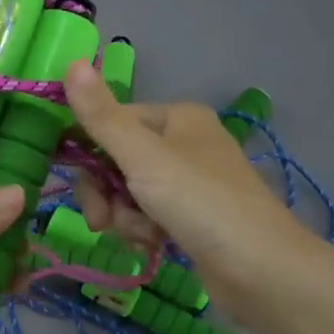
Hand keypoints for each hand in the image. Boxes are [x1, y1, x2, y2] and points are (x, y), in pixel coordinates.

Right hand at [62, 60, 313, 315]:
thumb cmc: (201, 203)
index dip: (88, 153)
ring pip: (128, 193)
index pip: (112, 122)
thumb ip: (101, 116)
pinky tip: (152, 247)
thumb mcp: (142, 157)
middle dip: (105, 194)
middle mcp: (184, 143)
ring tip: (142, 237)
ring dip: (124, 218)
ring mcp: (189, 183)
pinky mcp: (192, 219)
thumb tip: (71, 62)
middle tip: (102, 222)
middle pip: (116, 161)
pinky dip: (142, 232)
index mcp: (176, 118)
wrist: (263, 272)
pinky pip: (147, 217)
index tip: (77, 182)